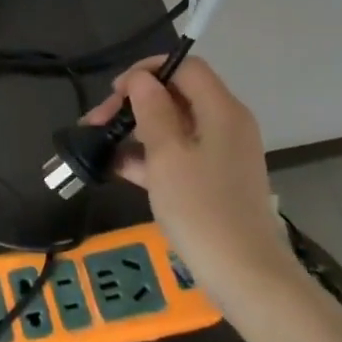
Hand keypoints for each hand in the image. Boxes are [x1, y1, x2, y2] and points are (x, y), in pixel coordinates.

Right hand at [81, 55, 296, 299]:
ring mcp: (219, 154)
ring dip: (135, 131)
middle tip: (97, 122)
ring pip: (172, 126)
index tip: (115, 92)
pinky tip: (116, 168)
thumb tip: (140, 79)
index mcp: (221, 110)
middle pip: (176, 95)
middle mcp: (225, 124)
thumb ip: (152, 110)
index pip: (185, 67)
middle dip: (134, 104)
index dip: (148, 71)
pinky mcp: (212, 180)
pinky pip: (177, 154)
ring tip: (99, 145)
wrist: (244, 274)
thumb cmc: (201, 209)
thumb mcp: (167, 155)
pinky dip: (148, 156)